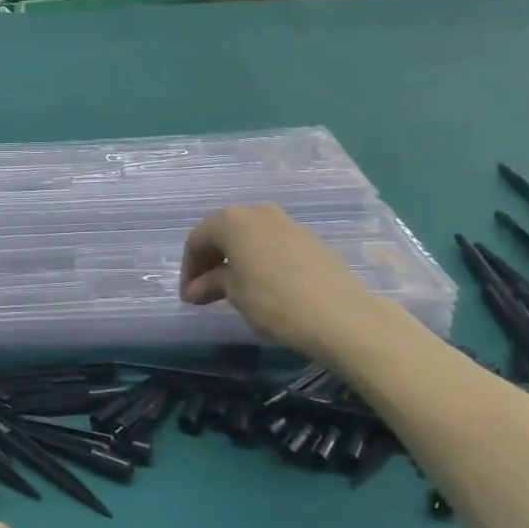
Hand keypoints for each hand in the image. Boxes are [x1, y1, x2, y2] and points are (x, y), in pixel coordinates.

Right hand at [181, 205, 388, 365]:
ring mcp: (288, 222)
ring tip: (234, 289)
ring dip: (236, 260)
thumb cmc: (273, 301)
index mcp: (232, 220)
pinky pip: (273, 245)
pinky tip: (264, 285)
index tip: (189, 296)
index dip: (189, 269)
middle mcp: (258, 212)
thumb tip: (195, 289)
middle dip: (211, 261)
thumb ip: (211, 283)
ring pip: (251, 237)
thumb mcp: (234, 293)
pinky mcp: (310, 239)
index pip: (197, 240)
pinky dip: (260, 260)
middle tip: (206, 292)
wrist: (340, 315)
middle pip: (224, 233)